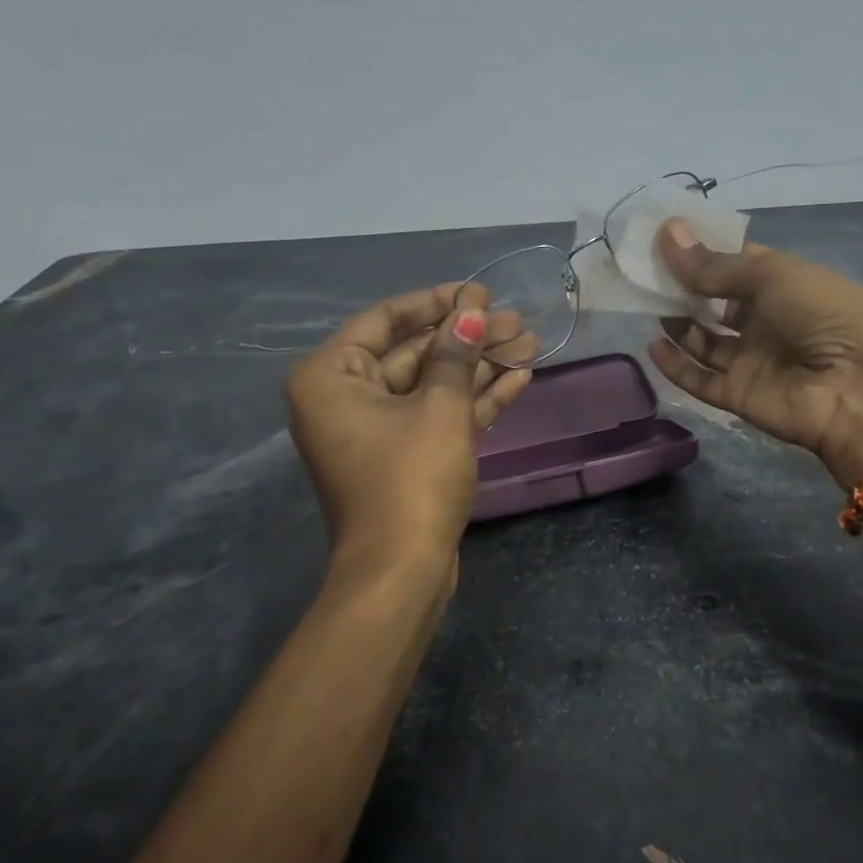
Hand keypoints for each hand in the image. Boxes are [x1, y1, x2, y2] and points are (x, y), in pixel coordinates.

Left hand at [286, 283, 534, 586]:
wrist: (402, 570)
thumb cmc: (411, 479)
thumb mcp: (439, 408)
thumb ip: (455, 353)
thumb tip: (471, 311)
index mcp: (331, 377)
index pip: (386, 320)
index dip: (436, 302)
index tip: (479, 291)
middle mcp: (346, 398)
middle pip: (414, 353)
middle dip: (468, 338)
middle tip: (518, 321)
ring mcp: (376, 432)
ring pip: (432, 386)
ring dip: (480, 367)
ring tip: (531, 344)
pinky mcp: (404, 458)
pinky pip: (438, 416)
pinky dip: (474, 400)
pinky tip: (518, 379)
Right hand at [647, 221, 862, 486]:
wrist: (858, 388)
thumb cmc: (823, 314)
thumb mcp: (772, 275)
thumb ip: (714, 265)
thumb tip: (667, 232)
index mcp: (786, 285)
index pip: (737, 265)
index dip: (704, 252)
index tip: (665, 238)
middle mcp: (768, 321)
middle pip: (717, 303)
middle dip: (685, 288)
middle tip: (646, 271)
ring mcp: (753, 360)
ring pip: (705, 341)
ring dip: (678, 324)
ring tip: (646, 303)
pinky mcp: (739, 395)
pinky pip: (700, 380)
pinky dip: (676, 365)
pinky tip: (653, 345)